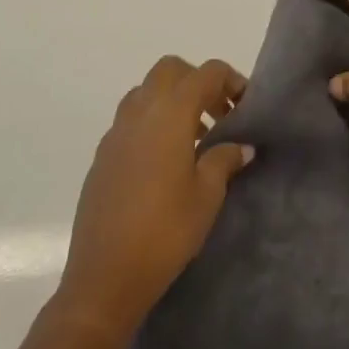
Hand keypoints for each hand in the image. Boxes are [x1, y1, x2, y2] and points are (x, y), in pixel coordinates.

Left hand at [56, 56, 253, 346]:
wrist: (103, 278)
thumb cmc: (165, 232)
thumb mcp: (207, 196)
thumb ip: (224, 159)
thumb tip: (241, 145)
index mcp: (170, 112)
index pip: (206, 73)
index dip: (231, 80)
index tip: (246, 105)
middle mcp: (140, 111)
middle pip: (172, 70)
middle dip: (198, 82)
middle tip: (218, 114)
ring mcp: (116, 131)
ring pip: (147, 91)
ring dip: (173, 100)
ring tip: (195, 139)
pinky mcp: (102, 155)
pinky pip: (131, 119)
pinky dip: (152, 122)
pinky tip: (165, 162)